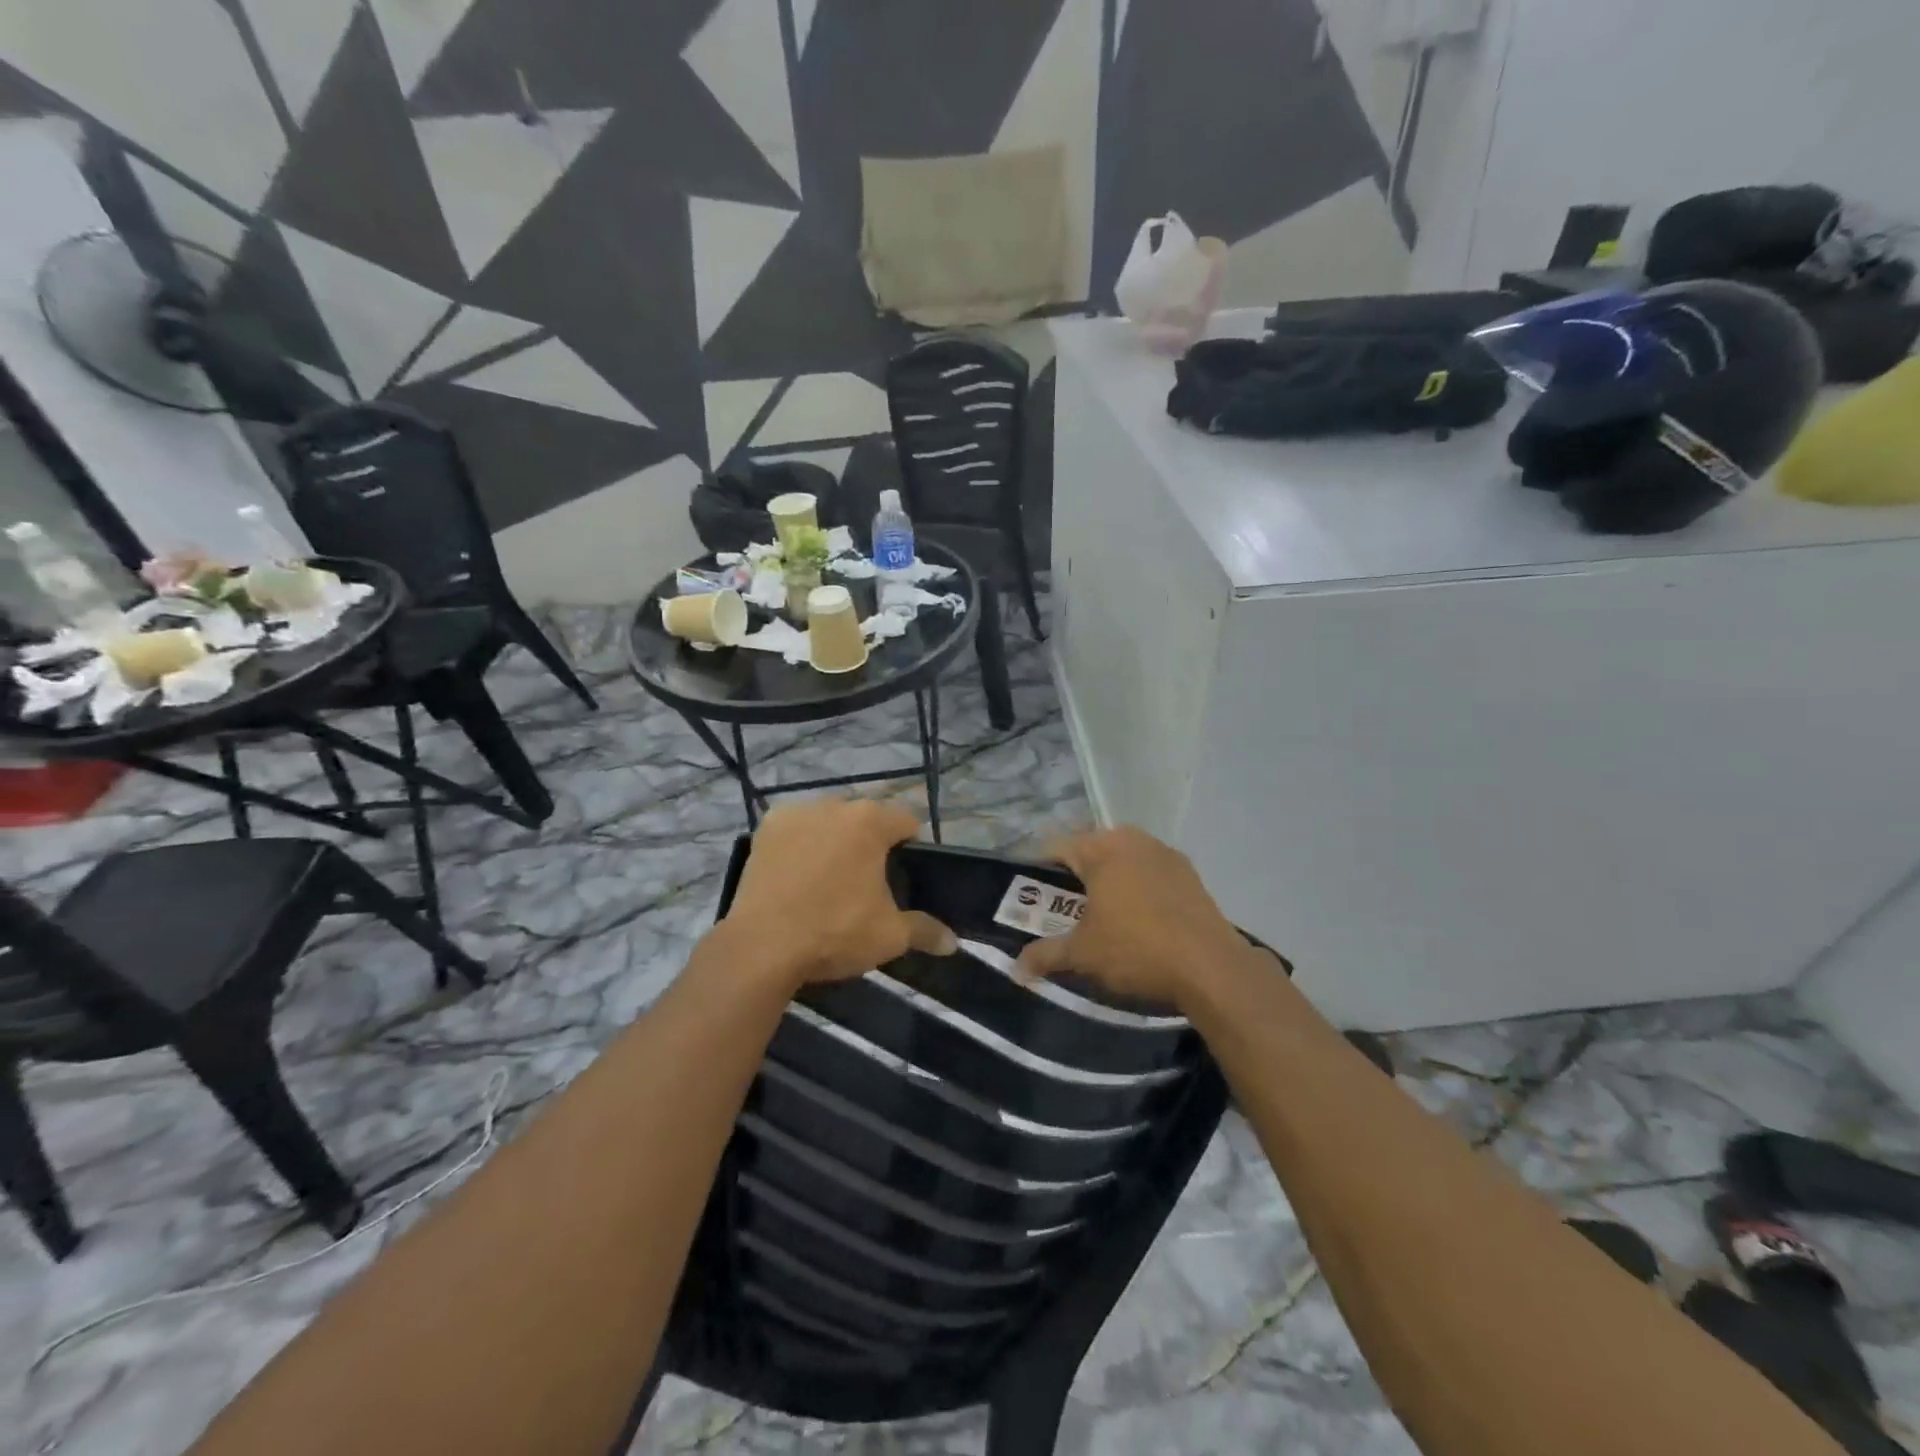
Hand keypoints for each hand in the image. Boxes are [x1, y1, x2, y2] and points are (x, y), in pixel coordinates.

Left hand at [725, 798, 955, 991]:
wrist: (762, 947)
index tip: (904, 874)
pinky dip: (801, 843)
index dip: (911, 846)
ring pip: (828, 819)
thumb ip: (925, 930)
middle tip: (867, 880)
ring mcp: (795, 813)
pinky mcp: (765, 828)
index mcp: (870, 821)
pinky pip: (796, 828)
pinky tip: (797, 873)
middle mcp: (834, 805)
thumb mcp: (890, 936)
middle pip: (865, 817)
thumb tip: (953, 942)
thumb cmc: (835, 932)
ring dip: (834, 838)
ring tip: (829, 877)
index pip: (906, 821)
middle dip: (870, 841)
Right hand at [1013, 827, 1275, 1007]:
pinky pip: (1150, 870)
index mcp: (1102, 850)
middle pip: (1092, 848)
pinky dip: (1138, 885)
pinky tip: (1138, 915)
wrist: (1211, 968)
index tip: (1030, 891)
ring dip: (1109, 877)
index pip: (1058, 847)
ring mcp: (1166, 854)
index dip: (1039, 868)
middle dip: (1075, 872)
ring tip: (1100, 910)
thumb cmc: (1136, 950)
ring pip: (1124, 857)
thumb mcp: (1083, 955)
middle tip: (1062, 904)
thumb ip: (1045, 955)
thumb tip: (1016, 969)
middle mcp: (1133, 840)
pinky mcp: (1190, 874)